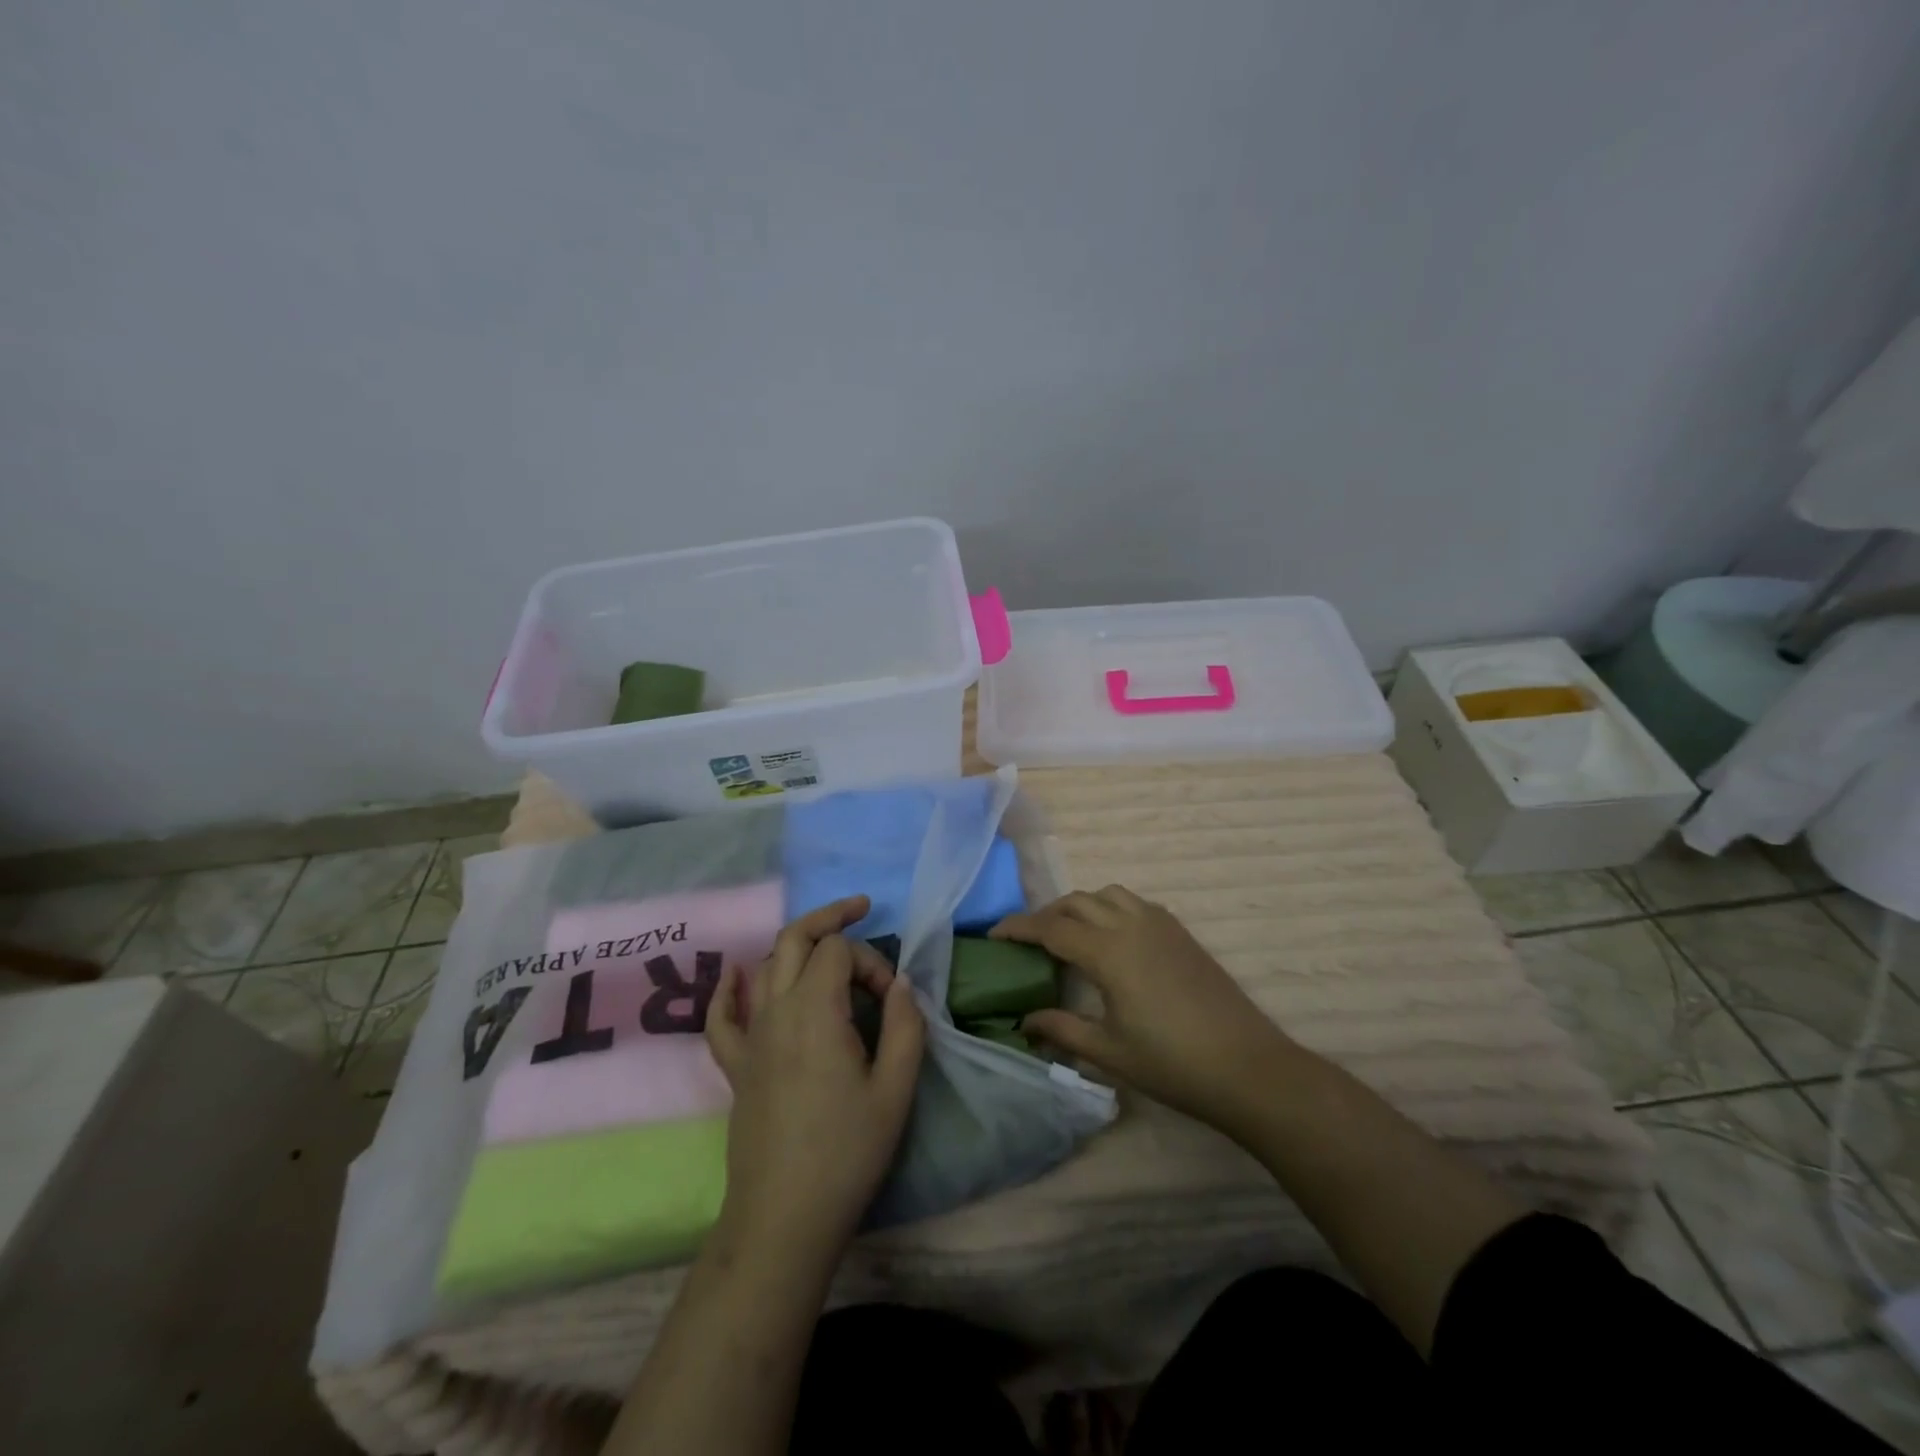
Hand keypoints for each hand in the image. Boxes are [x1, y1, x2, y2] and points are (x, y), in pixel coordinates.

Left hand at [706, 896, 924, 1258]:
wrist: (784, 1217)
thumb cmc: (847, 1152)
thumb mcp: (896, 1089)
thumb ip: (906, 1025)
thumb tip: (901, 983)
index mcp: (816, 1010)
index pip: (840, 951)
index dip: (872, 960)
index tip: (891, 999)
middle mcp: (776, 1010)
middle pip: (795, 938)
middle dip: (829, 918)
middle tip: (860, 910)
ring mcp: (750, 1036)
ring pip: (766, 966)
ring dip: (796, 945)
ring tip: (826, 948)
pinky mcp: (735, 1065)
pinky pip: (722, 1016)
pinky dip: (730, 989)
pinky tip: (737, 977)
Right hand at [993, 886, 1294, 1132]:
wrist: (1247, 1066)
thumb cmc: (1172, 1064)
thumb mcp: (1109, 1051)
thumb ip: (1062, 1029)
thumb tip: (1026, 1020)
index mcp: (1109, 952)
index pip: (1051, 928)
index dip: (1018, 927)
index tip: (993, 934)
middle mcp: (1131, 925)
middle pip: (1077, 902)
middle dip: (1047, 914)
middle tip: (1028, 940)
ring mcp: (1160, 924)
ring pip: (1108, 894)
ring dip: (1081, 905)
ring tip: (1069, 934)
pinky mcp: (1180, 932)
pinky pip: (1134, 903)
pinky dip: (1111, 908)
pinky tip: (1112, 938)